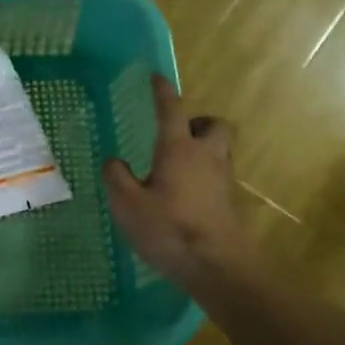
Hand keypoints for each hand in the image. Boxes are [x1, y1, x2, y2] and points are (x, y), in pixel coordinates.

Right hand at [103, 75, 245, 291]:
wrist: (219, 267)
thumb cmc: (170, 229)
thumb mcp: (128, 205)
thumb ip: (117, 178)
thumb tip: (113, 160)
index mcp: (179, 149)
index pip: (172, 110)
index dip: (163, 91)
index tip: (157, 77)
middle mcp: (208, 156)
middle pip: (215, 124)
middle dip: (199, 122)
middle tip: (178, 135)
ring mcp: (224, 180)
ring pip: (220, 151)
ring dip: (203, 151)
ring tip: (176, 170)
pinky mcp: (231, 203)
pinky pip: (218, 177)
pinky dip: (204, 178)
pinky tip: (185, 199)